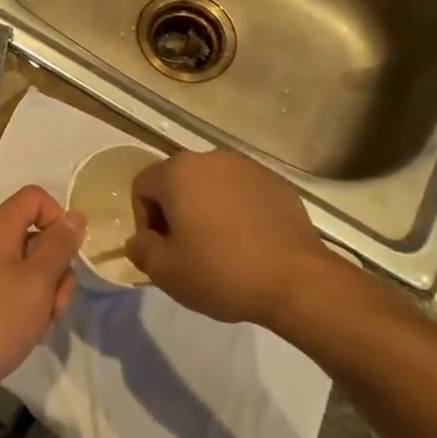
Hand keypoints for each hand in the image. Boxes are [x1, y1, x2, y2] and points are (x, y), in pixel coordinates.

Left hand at [0, 186, 85, 398]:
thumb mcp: (38, 281)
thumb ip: (60, 245)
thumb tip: (75, 215)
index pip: (35, 198)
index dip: (58, 218)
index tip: (68, 254)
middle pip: (34, 236)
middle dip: (55, 268)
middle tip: (55, 303)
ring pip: (26, 268)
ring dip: (44, 294)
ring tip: (40, 325)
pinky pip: (10, 290)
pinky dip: (25, 308)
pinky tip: (25, 334)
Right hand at [127, 151, 326, 325]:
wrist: (295, 279)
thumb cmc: (221, 271)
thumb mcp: (165, 271)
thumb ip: (141, 249)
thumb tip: (142, 239)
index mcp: (178, 172)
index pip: (142, 187)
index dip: (143, 221)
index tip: (161, 251)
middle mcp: (211, 158)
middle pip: (177, 182)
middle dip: (174, 213)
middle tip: (186, 251)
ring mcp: (248, 167)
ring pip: (211, 186)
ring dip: (205, 210)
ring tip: (219, 248)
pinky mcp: (276, 182)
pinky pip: (242, 193)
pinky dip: (236, 212)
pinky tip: (248, 243)